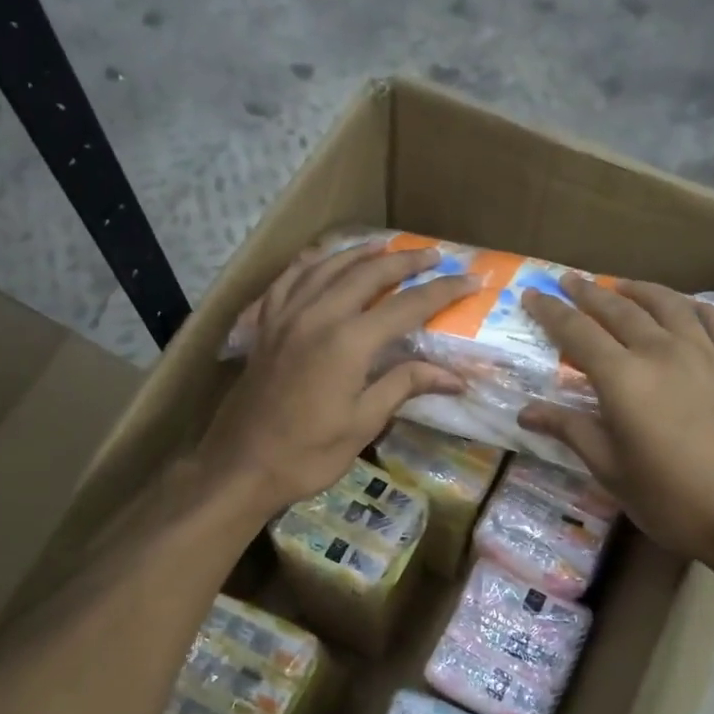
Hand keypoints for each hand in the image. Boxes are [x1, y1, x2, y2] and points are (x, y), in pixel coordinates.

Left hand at [198, 243, 472, 518]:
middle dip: (405, 261)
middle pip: (368, 273)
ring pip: (327, 266)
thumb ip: (404, 386)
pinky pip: (288, 279)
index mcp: (348, 342)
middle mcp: (317, 315)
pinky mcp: (265, 326)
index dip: (442, 291)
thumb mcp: (363, 423)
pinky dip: (311, 263)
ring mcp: (286, 316)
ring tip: (385, 247)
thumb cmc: (308, 453)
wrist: (242, 466)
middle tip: (434, 255)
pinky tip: (322, 260)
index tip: (471, 279)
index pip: (407, 306)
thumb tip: (455, 378)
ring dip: (360, 253)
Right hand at [518, 277, 713, 565]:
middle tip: (569, 280)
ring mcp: (705, 354)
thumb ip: (570, 431)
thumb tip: (525, 413)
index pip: (577, 332)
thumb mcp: (610, 470)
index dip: (551, 311)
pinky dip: (696, 306)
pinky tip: (686, 306)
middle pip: (619, 310)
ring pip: (668, 305)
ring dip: (639, 291)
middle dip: (589, 293)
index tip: (532, 294)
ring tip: (622, 286)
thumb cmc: (670, 499)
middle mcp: (661, 352)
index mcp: (623, 379)